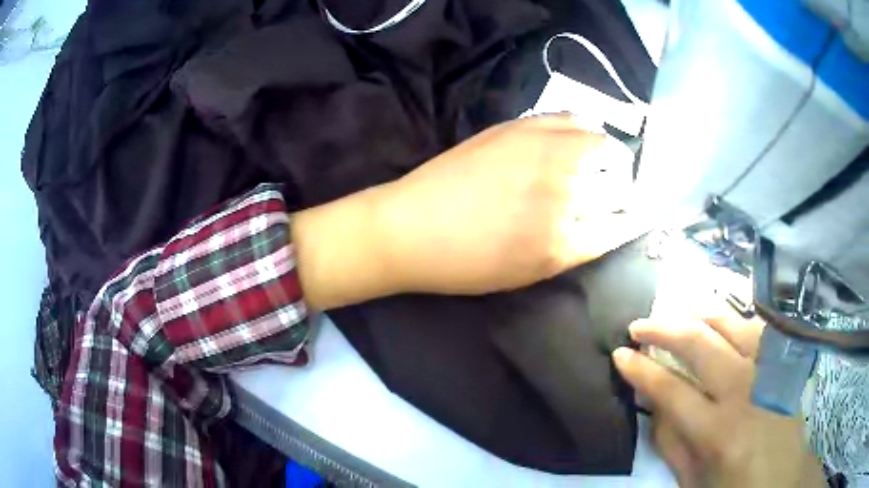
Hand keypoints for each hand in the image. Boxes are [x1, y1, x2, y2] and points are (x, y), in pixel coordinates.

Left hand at [292, 114, 643, 308]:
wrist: (409, 228)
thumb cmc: (465, 263)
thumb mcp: (529, 272)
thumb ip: (575, 248)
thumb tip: (607, 224)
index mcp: (564, 242)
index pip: (623, 225)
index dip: (632, 219)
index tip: (634, 215)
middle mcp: (563, 193)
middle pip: (620, 183)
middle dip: (623, 189)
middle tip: (612, 192)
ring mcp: (543, 152)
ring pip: (603, 145)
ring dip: (608, 157)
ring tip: (596, 165)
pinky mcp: (520, 126)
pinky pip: (571, 117)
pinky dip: (583, 127)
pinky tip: (574, 138)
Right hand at [613, 317, 825, 487]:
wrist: (787, 478)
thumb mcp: (693, 481)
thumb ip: (671, 442)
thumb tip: (653, 402)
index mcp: (718, 433)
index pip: (670, 390)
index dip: (640, 369)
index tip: (620, 353)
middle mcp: (746, 391)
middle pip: (699, 343)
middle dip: (663, 328)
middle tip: (640, 325)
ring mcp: (770, 368)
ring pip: (731, 323)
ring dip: (697, 315)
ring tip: (678, 316)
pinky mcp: (786, 359)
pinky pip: (757, 326)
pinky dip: (733, 319)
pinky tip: (720, 323)